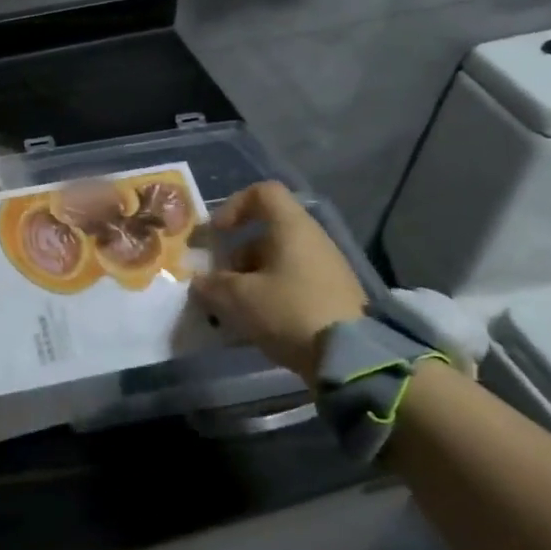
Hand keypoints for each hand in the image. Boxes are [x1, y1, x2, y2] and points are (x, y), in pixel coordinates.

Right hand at [192, 182, 367, 376]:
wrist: (351, 357)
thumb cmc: (289, 311)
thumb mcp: (239, 298)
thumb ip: (212, 285)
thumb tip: (199, 283)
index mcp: (291, 227)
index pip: (263, 192)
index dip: (234, 205)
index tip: (218, 234)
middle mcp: (312, 239)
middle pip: (266, 233)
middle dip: (236, 256)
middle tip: (220, 283)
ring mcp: (327, 268)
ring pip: (278, 261)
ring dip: (251, 279)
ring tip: (235, 310)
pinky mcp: (334, 295)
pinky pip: (293, 283)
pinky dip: (271, 295)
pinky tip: (258, 323)